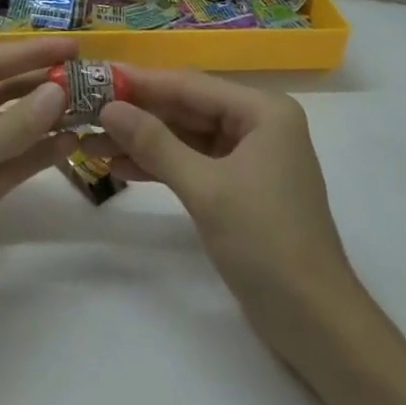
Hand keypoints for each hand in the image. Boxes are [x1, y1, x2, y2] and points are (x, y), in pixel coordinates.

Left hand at [0, 36, 77, 277]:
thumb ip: (14, 125)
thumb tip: (59, 91)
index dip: (30, 53)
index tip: (72, 47)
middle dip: (38, 84)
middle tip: (85, 78)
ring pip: (8, 127)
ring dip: (42, 119)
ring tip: (85, 108)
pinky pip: (10, 161)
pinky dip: (36, 153)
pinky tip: (68, 144)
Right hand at [90, 67, 351, 346]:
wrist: (318, 328)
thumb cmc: (266, 244)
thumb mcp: (206, 189)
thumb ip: (155, 143)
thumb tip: (109, 107)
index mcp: (263, 110)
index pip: (190, 84)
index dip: (141, 82)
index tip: (96, 76)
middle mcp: (258, 123)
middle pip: (187, 107)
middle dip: (139, 113)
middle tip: (88, 109)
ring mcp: (250, 156)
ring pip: (187, 136)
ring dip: (144, 140)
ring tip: (93, 141)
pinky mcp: (241, 187)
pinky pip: (194, 162)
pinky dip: (162, 165)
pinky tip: (121, 166)